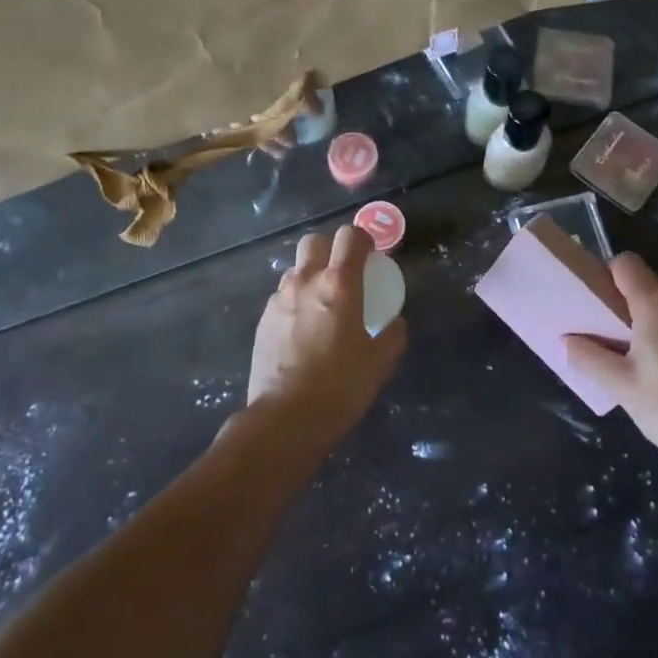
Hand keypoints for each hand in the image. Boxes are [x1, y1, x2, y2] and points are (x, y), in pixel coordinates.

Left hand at [247, 225, 405, 443]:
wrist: (284, 420)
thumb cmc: (340, 387)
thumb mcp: (380, 363)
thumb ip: (392, 335)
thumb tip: (394, 323)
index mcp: (339, 285)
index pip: (350, 236)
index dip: (363, 238)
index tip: (371, 254)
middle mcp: (306, 282)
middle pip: (314, 241)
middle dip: (330, 249)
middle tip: (343, 274)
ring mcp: (279, 300)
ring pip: (295, 269)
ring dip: (310, 276)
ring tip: (321, 305)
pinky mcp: (262, 321)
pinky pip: (281, 297)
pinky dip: (294, 302)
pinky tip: (302, 330)